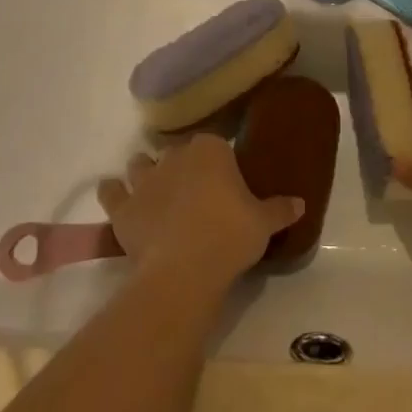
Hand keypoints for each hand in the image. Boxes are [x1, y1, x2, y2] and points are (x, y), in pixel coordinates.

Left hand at [97, 134, 302, 285]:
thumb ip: (280, 209)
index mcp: (210, 150)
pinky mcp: (122, 207)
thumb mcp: (264, 223)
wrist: (185, 269)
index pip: (214, 142)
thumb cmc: (230, 236)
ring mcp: (144, 180)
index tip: (224, 179)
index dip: (217, 160)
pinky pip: (110, 191)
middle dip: (182, 165)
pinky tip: (117, 198)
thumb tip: (300, 203)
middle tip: (194, 190)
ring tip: (156, 191)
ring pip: (140, 163)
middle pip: (176, 151)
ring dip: (145, 173)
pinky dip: (113, 193)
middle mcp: (174, 156)